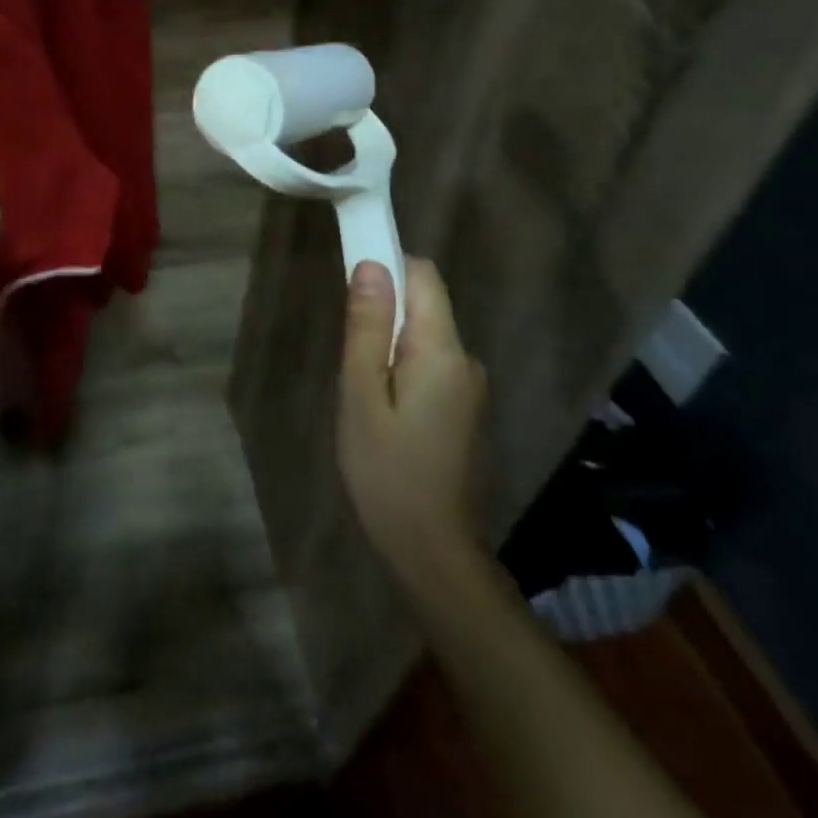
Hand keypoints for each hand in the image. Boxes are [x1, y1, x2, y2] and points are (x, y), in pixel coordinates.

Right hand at [338, 258, 489, 591]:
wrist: (433, 552)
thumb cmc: (387, 472)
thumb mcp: (361, 396)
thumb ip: (366, 328)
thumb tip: (370, 265)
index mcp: (443, 351)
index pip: (423, 275)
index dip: (387, 265)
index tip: (349, 283)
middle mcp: (465, 359)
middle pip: (424, 304)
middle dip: (381, 312)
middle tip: (348, 358)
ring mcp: (469, 386)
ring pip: (423, 336)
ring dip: (388, 344)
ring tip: (361, 391)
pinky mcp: (464, 408)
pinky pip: (430, 364)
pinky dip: (402, 368)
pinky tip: (382, 410)